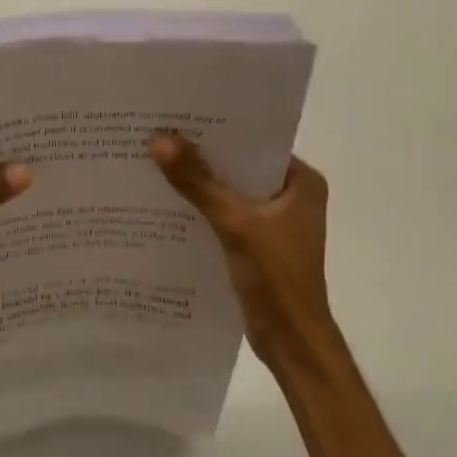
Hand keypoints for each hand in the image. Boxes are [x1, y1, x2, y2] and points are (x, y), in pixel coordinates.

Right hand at [150, 134, 339, 373]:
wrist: (289, 340)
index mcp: (302, 183)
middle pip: (239, 168)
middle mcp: (291, 197)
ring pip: (229, 194)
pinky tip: (165, 206)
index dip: (219, 131)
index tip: (180, 116)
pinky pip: (224, 217)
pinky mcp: (256, 245)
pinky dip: (201, 212)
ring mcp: (274, 223)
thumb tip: (159, 140)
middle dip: (202, 157)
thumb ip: (198, 183)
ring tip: (154, 164)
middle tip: (158, 136)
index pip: (256, 144)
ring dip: (198, 186)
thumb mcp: (235, 223)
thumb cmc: (276, 276)